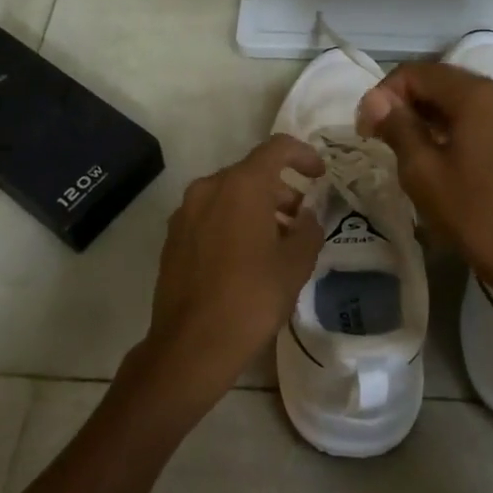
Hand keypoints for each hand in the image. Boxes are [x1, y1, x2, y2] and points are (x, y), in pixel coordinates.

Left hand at [142, 133, 325, 409]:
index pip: (277, 148)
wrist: (191, 344)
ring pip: (228, 194)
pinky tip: (244, 257)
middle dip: (280, 190)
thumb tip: (306, 217)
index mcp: (241, 185)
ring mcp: (185, 212)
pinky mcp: (173, 237)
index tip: (319, 174)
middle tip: (301, 219)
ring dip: (256, 207)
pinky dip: (231, 222)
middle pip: (251, 173)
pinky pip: (209, 215)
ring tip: (276, 242)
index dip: (303, 155)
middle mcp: (208, 188)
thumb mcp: (296, 264)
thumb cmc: (252, 298)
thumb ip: (308, 230)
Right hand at [357, 62, 492, 317]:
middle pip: (442, 80)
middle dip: (406, 101)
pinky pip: (481, 114)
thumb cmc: (474, 214)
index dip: (384, 94)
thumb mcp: (423, 172)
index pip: (417, 73)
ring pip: (461, 97)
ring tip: (405, 146)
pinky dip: (454, 124)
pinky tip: (438, 152)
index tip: (366, 128)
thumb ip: (397, 126)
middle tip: (379, 135)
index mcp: (478, 95)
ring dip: (428, 113)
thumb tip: (373, 99)